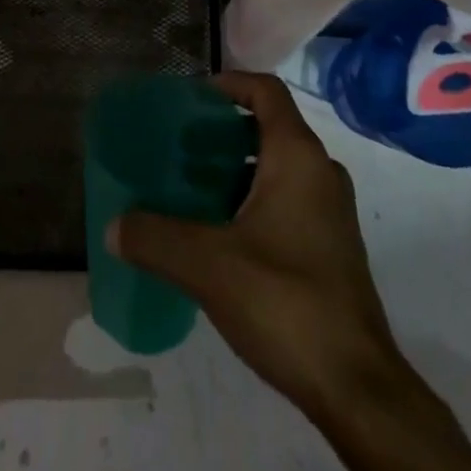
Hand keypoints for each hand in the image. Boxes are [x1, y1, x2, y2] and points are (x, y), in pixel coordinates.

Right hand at [109, 72, 405, 419]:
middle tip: (180, 148)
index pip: (266, 90)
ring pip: (278, 165)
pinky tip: (221, 235)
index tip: (191, 98)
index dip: (229, 83)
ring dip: (237, 167)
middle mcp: (320, 171)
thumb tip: (113, 226)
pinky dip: (253, 198)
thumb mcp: (208, 266)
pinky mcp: (331, 245)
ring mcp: (330, 210)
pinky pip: (288, 198)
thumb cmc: (285, 301)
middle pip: (269, 126)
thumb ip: (156, 238)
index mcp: (298, 156)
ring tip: (192, 190)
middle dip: (223, 130)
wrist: (356, 387)